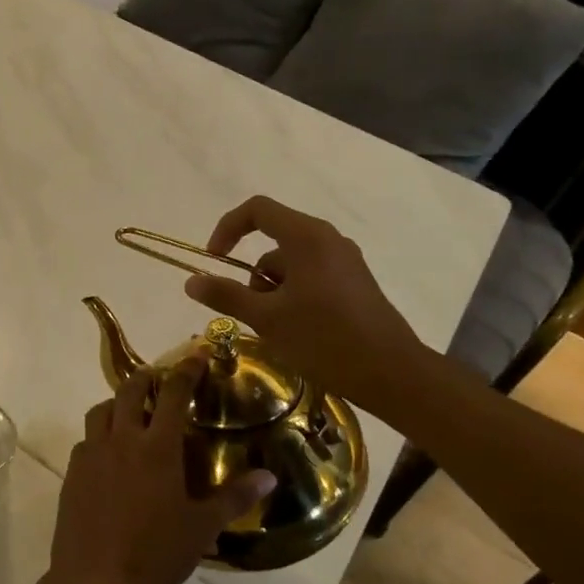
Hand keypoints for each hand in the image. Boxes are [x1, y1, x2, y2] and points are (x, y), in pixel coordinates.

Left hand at [46, 355, 275, 583]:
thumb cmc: (155, 554)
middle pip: (130, 391)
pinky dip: (99, 435)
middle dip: (146, 378)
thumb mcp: (201, 527)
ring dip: (117, 403)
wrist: (95, 581)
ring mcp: (92, 454)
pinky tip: (108, 455)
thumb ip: (234, 497)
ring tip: (130, 414)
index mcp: (157, 447)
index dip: (186, 369)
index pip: (173, 394)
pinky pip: (85, 440)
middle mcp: (122, 439)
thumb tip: (269, 477)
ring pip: (100, 410)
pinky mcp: (72, 472)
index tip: (195, 354)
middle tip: (159, 380)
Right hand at [183, 195, 433, 408]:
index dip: (227, 229)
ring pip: (292, 264)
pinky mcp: (355, 283)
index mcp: (307, 237)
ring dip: (273, 291)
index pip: (257, 210)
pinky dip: (294, 297)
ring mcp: (345, 261)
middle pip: (273, 241)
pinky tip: (299, 332)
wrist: (392, 373)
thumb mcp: (267, 319)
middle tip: (252, 313)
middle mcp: (328, 240)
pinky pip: (311, 277)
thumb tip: (191, 280)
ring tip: (278, 331)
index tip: (214, 261)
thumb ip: (226, 295)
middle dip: (253, 275)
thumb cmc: (325, 339)